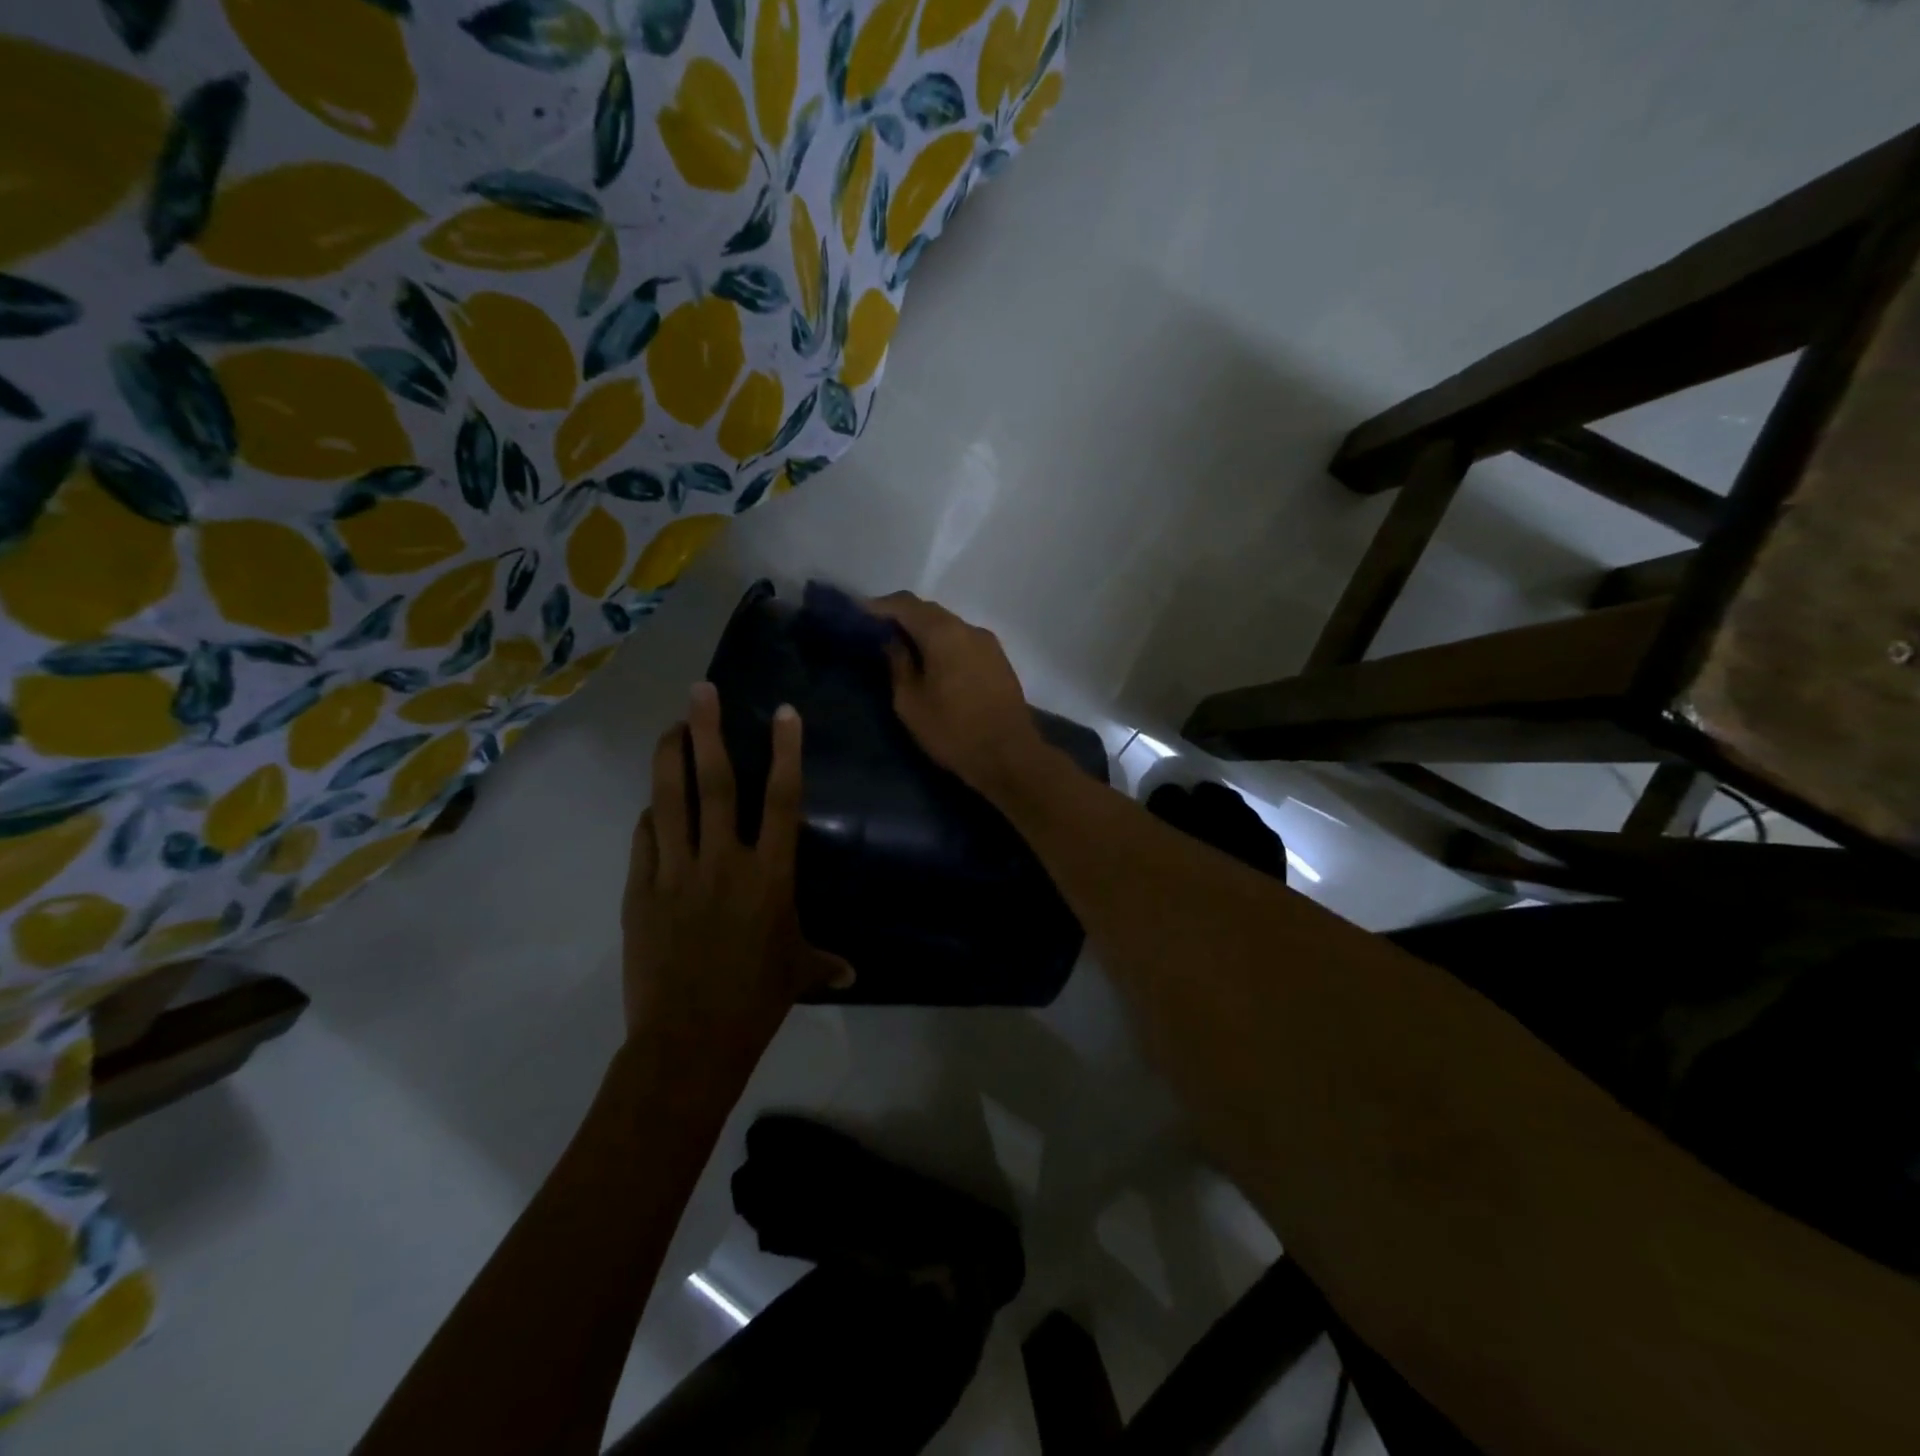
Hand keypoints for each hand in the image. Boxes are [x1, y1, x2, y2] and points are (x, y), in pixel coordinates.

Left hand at [621, 683, 850, 1056]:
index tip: (783, 713)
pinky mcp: (641, 891)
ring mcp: (677, 872)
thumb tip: (852, 973)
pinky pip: (645, 839)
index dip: (786, 752)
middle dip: (708, 730)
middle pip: (716, 782)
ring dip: (670, 758)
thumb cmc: (756, 1000)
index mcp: (770, 874)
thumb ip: (823, 961)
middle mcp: (725, 860)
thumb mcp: (797, 973)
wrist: (689, 1040)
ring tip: (671, 726)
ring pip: (671, 800)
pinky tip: (653, 805)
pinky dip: (650, 816)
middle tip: (701, 691)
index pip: (783, 799)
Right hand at [868, 592, 1055, 802]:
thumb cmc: (953, 731)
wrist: (1010, 756)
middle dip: (902, 617)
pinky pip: (964, 642)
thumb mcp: (911, 702)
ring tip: (903, 649)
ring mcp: (989, 643)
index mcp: (944, 633)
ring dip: (925, 632)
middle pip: (930, 611)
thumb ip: (898, 664)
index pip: (906, 604)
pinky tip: (933, 663)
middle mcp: (969, 628)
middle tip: (877, 632)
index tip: (858, 614)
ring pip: (949, 626)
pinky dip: (944, 644)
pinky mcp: (999, 661)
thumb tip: (892, 641)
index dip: (880, 606)